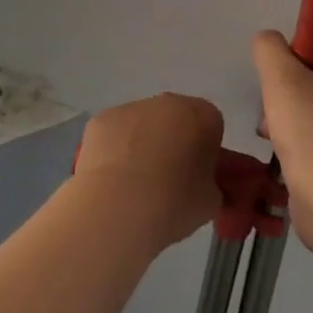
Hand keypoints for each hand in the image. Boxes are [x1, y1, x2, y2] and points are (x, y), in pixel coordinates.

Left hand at [73, 93, 223, 249]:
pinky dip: (114, 150)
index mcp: (203, 116)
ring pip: (143, 123)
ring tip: (134, 185)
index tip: (198, 175)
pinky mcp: (101, 120)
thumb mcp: (211, 201)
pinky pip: (115, 133)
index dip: (205, 149)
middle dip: (174, 141)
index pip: (211, 125)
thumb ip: (210, 183)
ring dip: (142, 144)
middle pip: (176, 118)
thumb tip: (199, 184)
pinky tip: (111, 180)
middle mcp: (169, 103)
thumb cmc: (175, 204)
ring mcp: (132, 108)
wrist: (119, 209)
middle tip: (167, 179)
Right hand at [250, 31, 312, 256]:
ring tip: (273, 138)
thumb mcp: (283, 77)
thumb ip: (269, 49)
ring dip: (282, 123)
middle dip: (282, 97)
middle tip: (271, 114)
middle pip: (309, 84)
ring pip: (307, 115)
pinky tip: (281, 158)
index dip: (291, 63)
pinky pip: (310, 144)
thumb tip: (266, 41)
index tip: (276, 83)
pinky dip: (293, 148)